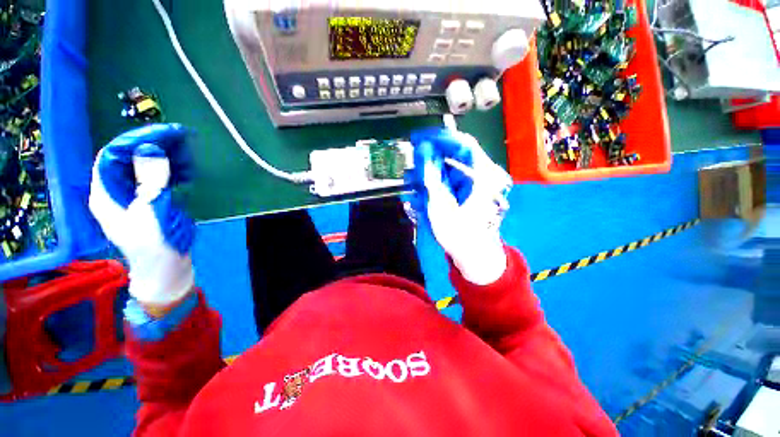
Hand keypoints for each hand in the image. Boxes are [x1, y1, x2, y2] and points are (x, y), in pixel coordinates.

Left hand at [89, 124, 194, 306]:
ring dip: (165, 157)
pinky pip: (158, 178)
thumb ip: (150, 180)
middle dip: (153, 146)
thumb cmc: (154, 245)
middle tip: (179, 138)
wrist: (167, 269)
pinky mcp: (152, 201)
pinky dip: (172, 170)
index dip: (134, 141)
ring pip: (145, 167)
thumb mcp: (151, 211)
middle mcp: (116, 191)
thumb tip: (150, 149)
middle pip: (129, 159)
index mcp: (106, 194)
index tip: (162, 133)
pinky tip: (186, 169)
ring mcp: (135, 195)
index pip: (113, 156)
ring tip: (187, 152)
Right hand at [410, 128, 512, 284]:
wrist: (472, 255)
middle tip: (412, 166)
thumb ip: (431, 177)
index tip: (419, 138)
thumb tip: (423, 151)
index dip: (440, 138)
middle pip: (453, 157)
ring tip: (412, 184)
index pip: (463, 144)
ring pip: (448, 170)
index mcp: (485, 176)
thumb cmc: (460, 234)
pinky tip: (421, 193)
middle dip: (429, 161)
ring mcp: (474, 184)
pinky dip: (433, 185)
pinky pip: (448, 182)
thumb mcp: (441, 206)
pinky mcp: (467, 192)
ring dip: (428, 175)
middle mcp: (482, 176)